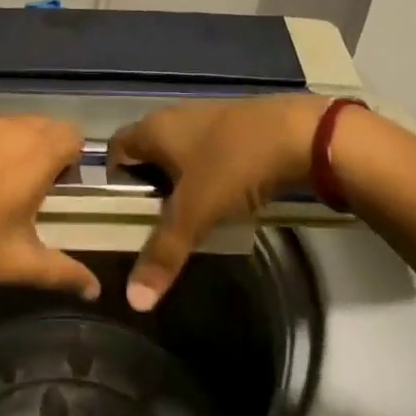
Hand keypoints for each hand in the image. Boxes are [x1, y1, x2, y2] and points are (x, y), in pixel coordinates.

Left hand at [0, 112, 100, 301]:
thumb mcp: (18, 264)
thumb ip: (64, 272)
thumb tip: (95, 289)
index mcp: (35, 155)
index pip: (72, 135)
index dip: (69, 159)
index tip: (53, 188)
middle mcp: (7, 126)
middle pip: (41, 125)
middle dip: (41, 149)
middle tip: (21, 186)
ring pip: (5, 121)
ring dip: (7, 142)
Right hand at [108, 94, 327, 309]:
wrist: (302, 132)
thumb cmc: (233, 164)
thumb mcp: (195, 212)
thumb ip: (164, 253)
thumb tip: (132, 300)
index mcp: (153, 128)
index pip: (116, 150)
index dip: (113, 180)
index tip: (124, 213)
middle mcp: (175, 116)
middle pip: (148, 152)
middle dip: (149, 185)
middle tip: (156, 222)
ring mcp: (209, 116)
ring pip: (182, 152)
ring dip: (182, 180)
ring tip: (191, 216)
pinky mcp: (239, 123)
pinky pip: (211, 151)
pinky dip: (211, 173)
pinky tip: (226, 197)